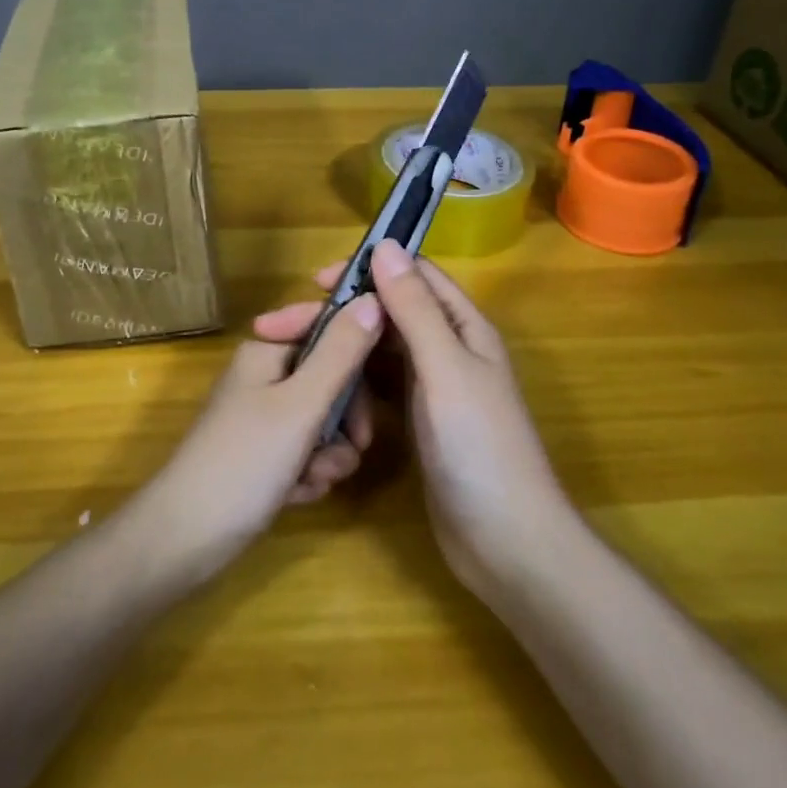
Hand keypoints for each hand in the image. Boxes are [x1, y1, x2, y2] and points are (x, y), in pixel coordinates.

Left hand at [136, 292, 384, 583]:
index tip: (381, 390)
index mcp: (267, 351)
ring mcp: (263, 417)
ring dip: (329, 454)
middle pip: (331, 380)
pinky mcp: (264, 455)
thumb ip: (340, 353)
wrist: (187, 536)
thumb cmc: (245, 460)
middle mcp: (265, 377)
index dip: (357, 356)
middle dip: (345, 419)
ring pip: (324, 423)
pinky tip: (296, 494)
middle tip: (355, 445)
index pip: (328, 330)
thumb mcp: (301, 404)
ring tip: (313, 478)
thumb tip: (372, 299)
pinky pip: (306, 453)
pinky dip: (309, 474)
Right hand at [319, 240, 570, 599]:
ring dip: (342, 348)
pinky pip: (379, 386)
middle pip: (389, 313)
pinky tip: (321, 391)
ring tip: (292, 358)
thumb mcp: (444, 368)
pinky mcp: (418, 420)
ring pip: (380, 350)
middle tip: (280, 327)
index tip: (315, 282)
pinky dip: (352, 382)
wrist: (506, 543)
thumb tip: (385, 245)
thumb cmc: (479, 446)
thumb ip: (414, 308)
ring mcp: (433, 387)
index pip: (413, 275)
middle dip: (341, 314)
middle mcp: (448, 348)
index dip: (367, 269)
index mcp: (463, 326)